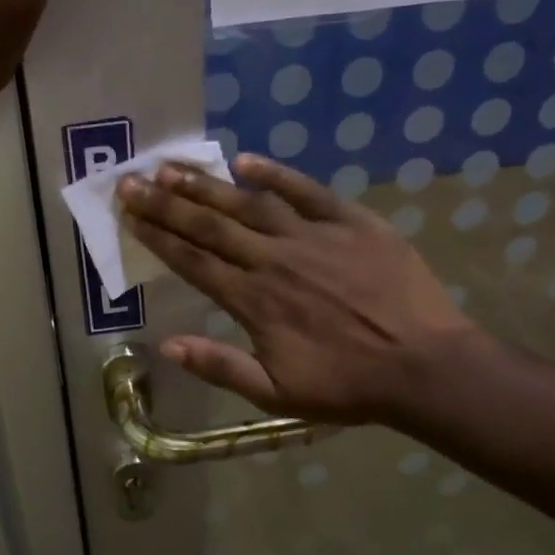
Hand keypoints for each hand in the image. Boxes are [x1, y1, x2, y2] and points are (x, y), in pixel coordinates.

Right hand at [118, 154, 484, 426]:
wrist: (424, 366)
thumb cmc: (347, 385)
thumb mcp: (276, 394)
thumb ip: (220, 366)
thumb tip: (166, 345)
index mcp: (253, 301)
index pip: (193, 261)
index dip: (157, 235)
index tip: (129, 213)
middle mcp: (274, 260)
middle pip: (211, 225)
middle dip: (167, 202)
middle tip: (133, 179)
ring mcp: (313, 237)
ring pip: (249, 203)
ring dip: (208, 185)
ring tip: (172, 167)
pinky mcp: (351, 222)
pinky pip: (307, 191)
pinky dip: (276, 174)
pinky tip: (246, 161)